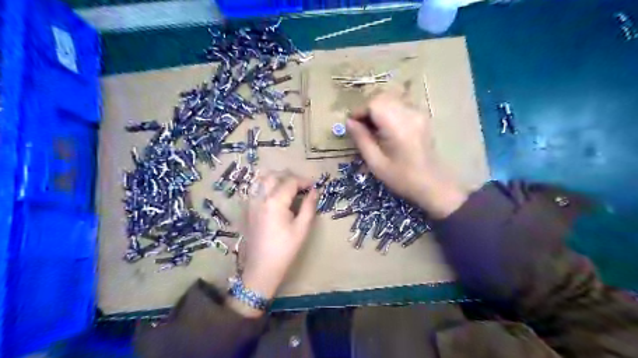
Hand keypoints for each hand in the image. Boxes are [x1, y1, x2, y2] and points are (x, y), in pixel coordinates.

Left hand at [232, 170, 317, 315]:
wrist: (262, 268)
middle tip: (301, 186)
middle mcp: (260, 198)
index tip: (314, 186)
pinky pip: (254, 190)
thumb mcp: (302, 228)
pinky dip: (265, 187)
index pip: (290, 182)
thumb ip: (309, 206)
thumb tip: (314, 191)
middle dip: (289, 177)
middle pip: (273, 176)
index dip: (304, 181)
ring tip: (287, 187)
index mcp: (275, 202)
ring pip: (261, 181)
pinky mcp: (247, 210)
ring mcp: (251, 203)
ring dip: (275, 179)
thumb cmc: (285, 249)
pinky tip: (273, 196)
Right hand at [346, 93, 466, 218]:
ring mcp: (419, 113)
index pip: (374, 103)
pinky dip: (389, 111)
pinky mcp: (422, 116)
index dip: (359, 111)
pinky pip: (401, 105)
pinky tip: (387, 128)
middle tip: (361, 128)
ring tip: (373, 128)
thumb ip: (361, 139)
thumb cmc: (402, 178)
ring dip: (378, 109)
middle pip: (383, 97)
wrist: (432, 184)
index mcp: (398, 126)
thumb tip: (349, 122)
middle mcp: (410, 113)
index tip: (352, 125)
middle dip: (368, 109)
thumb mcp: (376, 163)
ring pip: (392, 99)